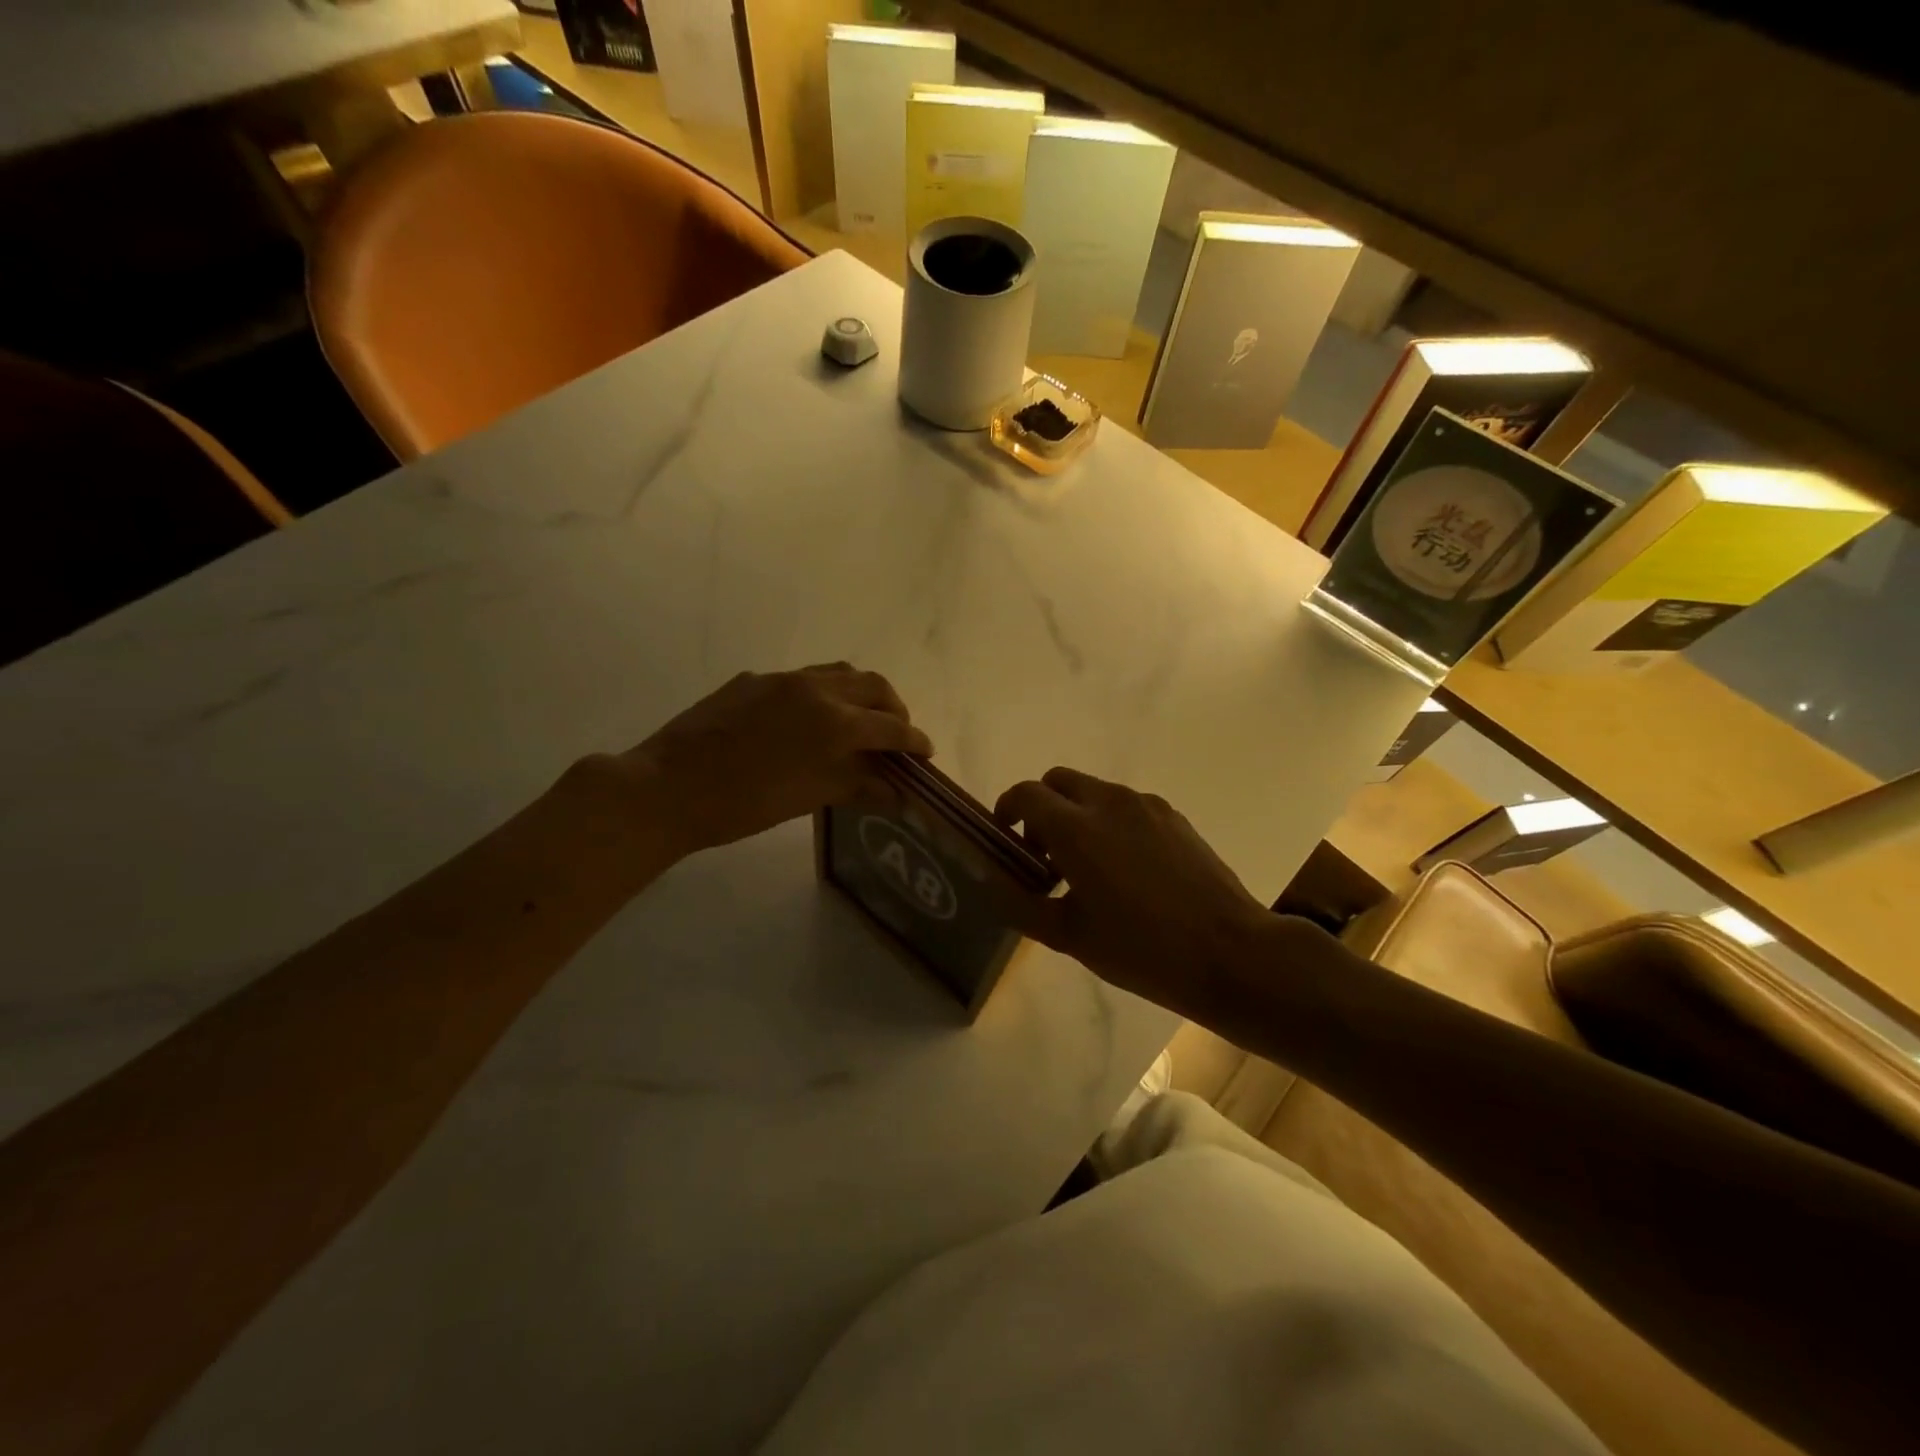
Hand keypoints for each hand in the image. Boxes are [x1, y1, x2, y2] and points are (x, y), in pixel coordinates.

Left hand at [622, 664, 932, 854]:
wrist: (666, 788)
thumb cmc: (743, 803)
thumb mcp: (807, 797)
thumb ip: (856, 786)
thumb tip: (895, 791)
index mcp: (833, 720)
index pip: (890, 726)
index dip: (913, 740)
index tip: (925, 752)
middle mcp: (813, 688)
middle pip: (872, 686)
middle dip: (893, 708)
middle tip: (897, 735)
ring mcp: (780, 680)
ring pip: (838, 673)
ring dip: (861, 693)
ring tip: (861, 720)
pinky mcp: (752, 681)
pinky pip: (802, 678)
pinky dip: (824, 693)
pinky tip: (809, 720)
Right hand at [994, 768, 1271, 1015]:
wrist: (1230, 953)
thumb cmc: (1141, 949)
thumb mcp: (1069, 937)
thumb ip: (1021, 905)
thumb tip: (992, 883)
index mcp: (1076, 828)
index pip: (1025, 794)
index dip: (1007, 810)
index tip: (1007, 841)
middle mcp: (1109, 802)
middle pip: (1058, 781)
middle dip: (1041, 808)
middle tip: (1044, 854)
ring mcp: (1146, 805)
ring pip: (1095, 792)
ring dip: (1077, 815)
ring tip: (1087, 868)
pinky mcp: (1174, 817)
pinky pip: (1127, 806)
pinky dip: (1110, 822)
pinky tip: (1127, 871)